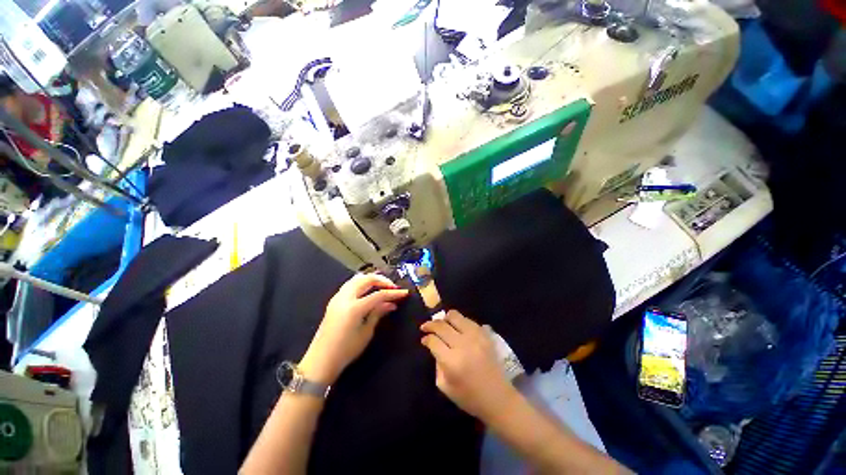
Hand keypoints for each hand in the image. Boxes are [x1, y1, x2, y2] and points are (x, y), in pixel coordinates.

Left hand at [300, 274, 408, 384]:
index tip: (404, 292)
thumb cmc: (346, 351)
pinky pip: (350, 284)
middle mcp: (345, 298)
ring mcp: (337, 297)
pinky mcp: (334, 300)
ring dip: (371, 279)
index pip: (378, 294)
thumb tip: (391, 304)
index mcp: (354, 308)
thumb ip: (378, 313)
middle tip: (393, 287)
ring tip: (382, 286)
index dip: (393, 293)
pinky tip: (368, 291)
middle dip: (382, 280)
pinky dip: (362, 283)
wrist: (321, 360)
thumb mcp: (366, 333)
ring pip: (357, 278)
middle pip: (366, 279)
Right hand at [420, 310, 517, 419]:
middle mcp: (463, 345)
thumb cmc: (469, 398)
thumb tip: (435, 347)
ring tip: (442, 323)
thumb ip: (437, 365)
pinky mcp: (485, 335)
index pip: (433, 341)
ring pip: (455, 316)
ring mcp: (476, 337)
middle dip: (430, 324)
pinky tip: (457, 327)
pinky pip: (469, 320)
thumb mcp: (445, 387)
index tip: (423, 339)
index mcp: (452, 361)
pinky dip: (460, 321)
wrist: (498, 398)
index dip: (426, 338)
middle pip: (442, 326)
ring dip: (445, 318)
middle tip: (425, 327)